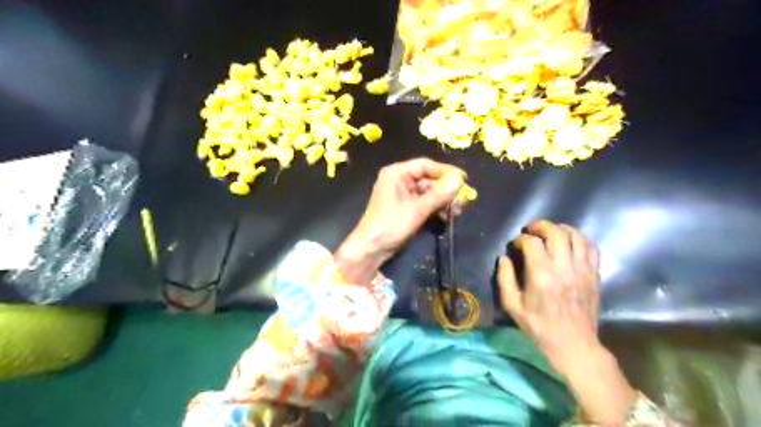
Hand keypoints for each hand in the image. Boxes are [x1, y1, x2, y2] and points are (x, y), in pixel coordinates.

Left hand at [336, 157, 466, 283]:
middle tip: (463, 200)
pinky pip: (424, 203)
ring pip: (428, 192)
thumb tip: (460, 180)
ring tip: (457, 211)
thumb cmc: (390, 225)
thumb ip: (439, 194)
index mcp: (397, 173)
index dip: (445, 171)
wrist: (371, 249)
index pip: (425, 165)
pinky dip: (435, 208)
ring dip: (443, 201)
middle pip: (428, 179)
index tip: (464, 179)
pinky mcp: (405, 208)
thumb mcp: (417, 209)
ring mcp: (402, 195)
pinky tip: (447, 217)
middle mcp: (399, 180)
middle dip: (446, 190)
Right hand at [500, 221, 637, 424]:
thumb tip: (504, 258)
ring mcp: (582, 270)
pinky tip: (570, 241)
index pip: (532, 243)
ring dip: (561, 228)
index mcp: (541, 275)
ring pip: (576, 236)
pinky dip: (580, 239)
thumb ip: (504, 279)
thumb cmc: (539, 326)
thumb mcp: (512, 305)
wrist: (573, 344)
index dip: (521, 239)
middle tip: (531, 229)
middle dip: (541, 226)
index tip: (515, 244)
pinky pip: (591, 247)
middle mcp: (564, 268)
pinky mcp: (594, 274)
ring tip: (550, 231)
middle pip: (556, 232)